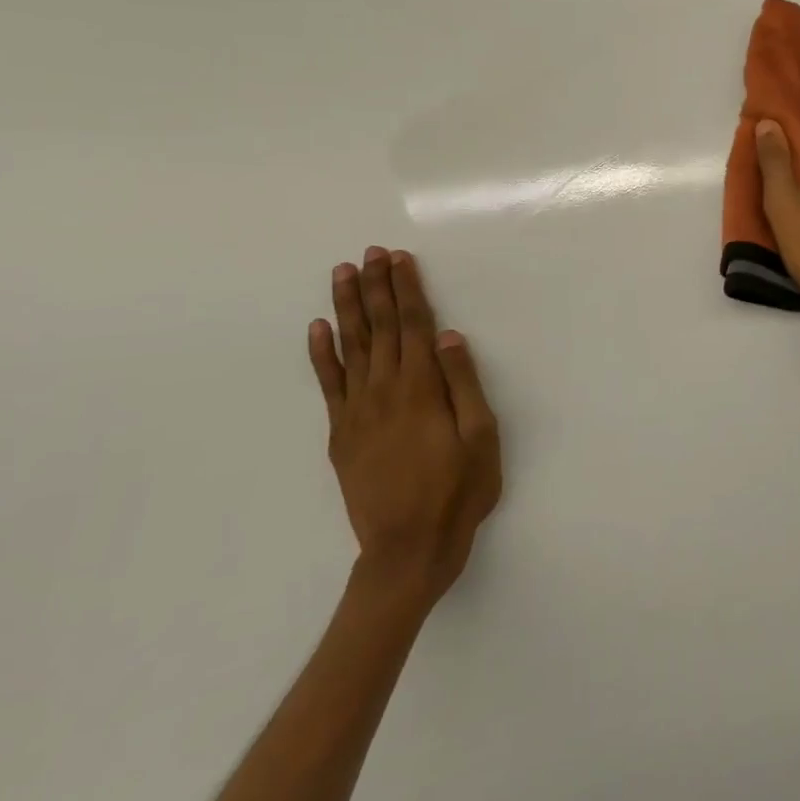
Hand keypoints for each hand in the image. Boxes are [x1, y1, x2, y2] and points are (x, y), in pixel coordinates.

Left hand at [308, 247, 501, 611]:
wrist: (408, 548)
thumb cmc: (459, 490)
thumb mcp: (481, 436)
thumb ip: (463, 383)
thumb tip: (447, 336)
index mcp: (422, 389)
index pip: (413, 325)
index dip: (407, 289)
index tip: (399, 258)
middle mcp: (385, 391)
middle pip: (380, 328)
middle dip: (377, 287)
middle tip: (370, 252)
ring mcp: (357, 412)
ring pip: (351, 347)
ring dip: (347, 308)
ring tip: (343, 275)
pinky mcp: (341, 433)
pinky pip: (327, 384)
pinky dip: (321, 354)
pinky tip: (318, 328)